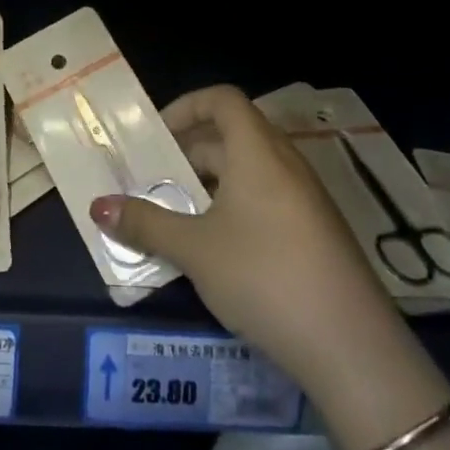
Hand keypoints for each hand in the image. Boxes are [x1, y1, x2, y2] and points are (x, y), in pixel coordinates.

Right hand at [88, 86, 402, 388]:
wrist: (352, 349)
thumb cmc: (264, 277)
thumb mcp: (194, 250)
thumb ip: (144, 223)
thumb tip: (98, 206)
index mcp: (258, 153)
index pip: (223, 99)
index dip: (186, 106)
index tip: (155, 136)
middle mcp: (286, 165)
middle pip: (232, 136)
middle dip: (187, 154)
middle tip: (152, 183)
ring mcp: (306, 200)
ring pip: (248, 172)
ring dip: (209, 186)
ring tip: (175, 218)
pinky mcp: (317, 234)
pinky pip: (267, 201)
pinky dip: (234, 209)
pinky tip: (215, 251)